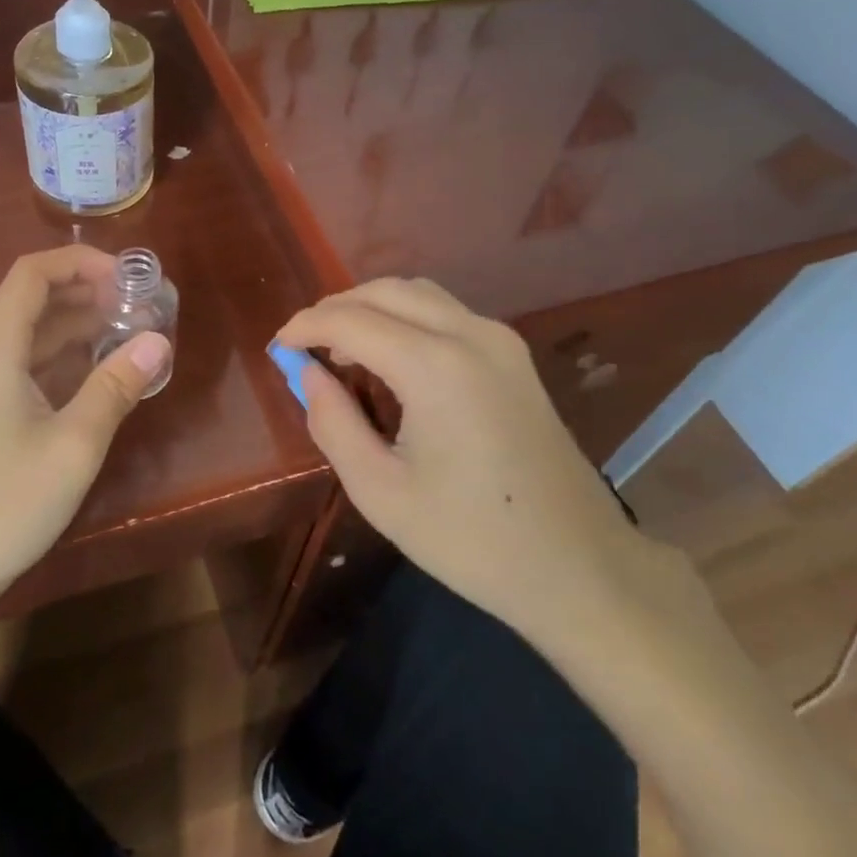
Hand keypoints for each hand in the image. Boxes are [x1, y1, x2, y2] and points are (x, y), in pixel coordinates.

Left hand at [0, 246, 169, 672]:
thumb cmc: (4, 505)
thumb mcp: (74, 445)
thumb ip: (117, 385)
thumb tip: (158, 341)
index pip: (33, 273)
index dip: (83, 264)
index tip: (130, 279)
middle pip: (30, 299)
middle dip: (88, 295)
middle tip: (141, 308)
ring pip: (26, 333)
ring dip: (75, 328)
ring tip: (129, 335)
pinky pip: (16, 363)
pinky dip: (56, 359)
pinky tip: (95, 373)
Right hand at [274, 277, 653, 662]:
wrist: (579, 565)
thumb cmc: (472, 539)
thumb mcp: (381, 492)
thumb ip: (334, 423)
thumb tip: (307, 375)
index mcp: (435, 366)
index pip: (351, 320)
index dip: (306, 327)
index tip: (277, 346)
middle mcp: (471, 334)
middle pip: (387, 291)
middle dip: (337, 308)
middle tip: (304, 344)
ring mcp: (500, 341)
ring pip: (420, 294)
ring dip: (373, 308)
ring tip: (341, 349)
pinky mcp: (515, 357)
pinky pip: (447, 314)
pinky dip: (406, 319)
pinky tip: (390, 357)